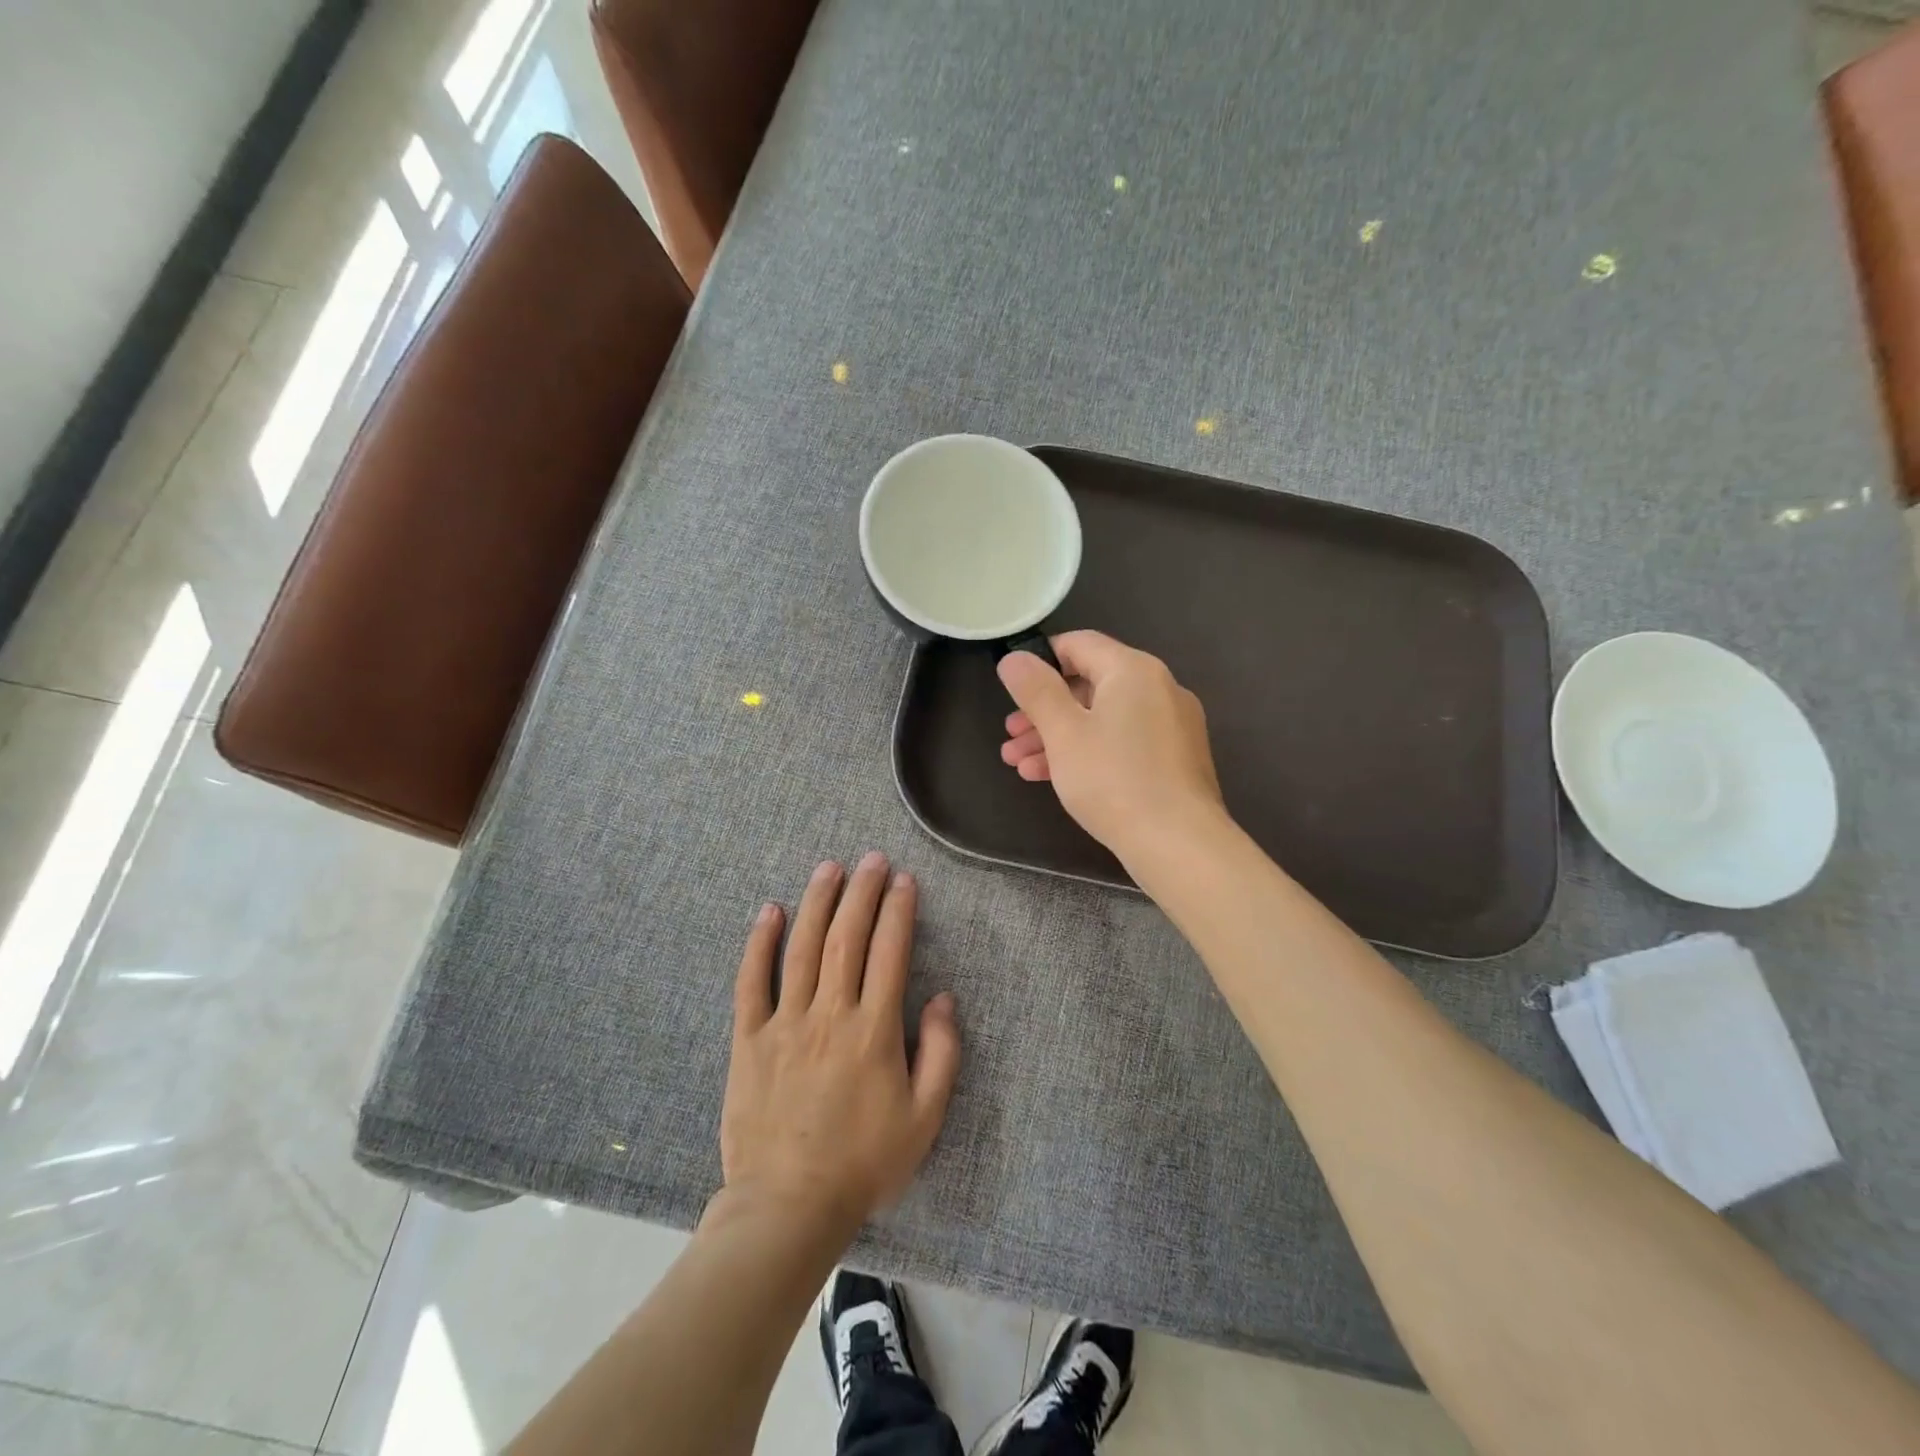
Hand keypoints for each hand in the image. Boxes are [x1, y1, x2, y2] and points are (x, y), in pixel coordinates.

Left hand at [720, 854, 960, 1231]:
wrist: (788, 1206)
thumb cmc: (864, 1163)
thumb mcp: (925, 1118)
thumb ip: (942, 1053)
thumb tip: (943, 998)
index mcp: (874, 1030)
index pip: (889, 952)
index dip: (899, 911)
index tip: (904, 880)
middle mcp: (830, 1013)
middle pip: (846, 937)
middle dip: (862, 892)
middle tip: (872, 859)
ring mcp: (785, 1023)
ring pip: (802, 948)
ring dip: (817, 902)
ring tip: (829, 868)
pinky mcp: (749, 1039)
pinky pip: (751, 982)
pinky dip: (760, 943)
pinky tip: (769, 912)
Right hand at [997, 631, 1225, 863]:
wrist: (1179, 844)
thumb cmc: (1114, 780)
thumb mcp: (1063, 733)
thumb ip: (1036, 690)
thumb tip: (1014, 658)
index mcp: (1133, 670)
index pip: (1079, 644)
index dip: (1040, 661)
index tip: (1012, 687)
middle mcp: (1159, 688)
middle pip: (1089, 685)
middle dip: (1043, 711)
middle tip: (1010, 735)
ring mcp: (1171, 725)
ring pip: (1103, 719)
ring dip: (1058, 737)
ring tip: (1019, 764)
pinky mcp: (1174, 759)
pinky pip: (1123, 742)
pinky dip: (1089, 752)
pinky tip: (1054, 778)